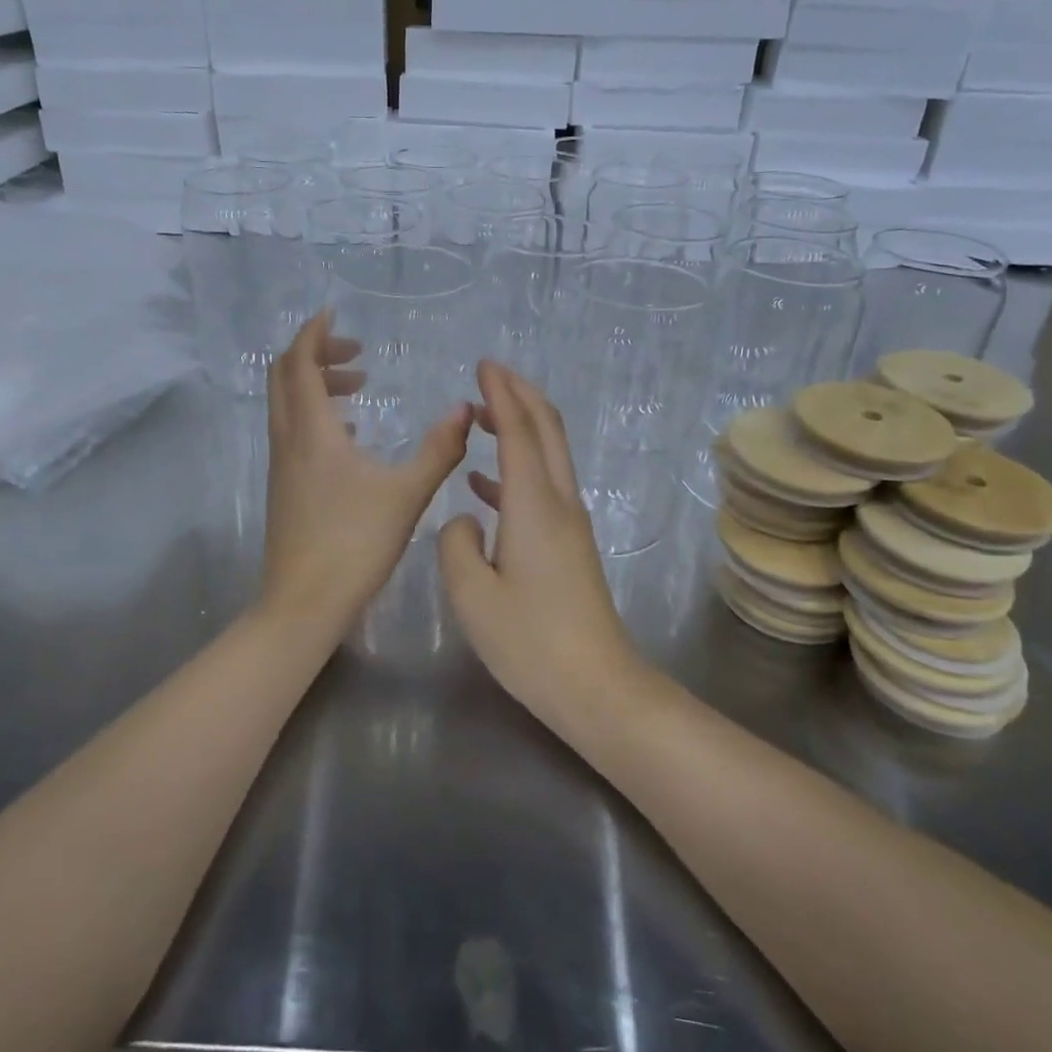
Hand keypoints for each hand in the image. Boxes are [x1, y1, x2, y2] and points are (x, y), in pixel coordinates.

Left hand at [260, 313, 472, 642]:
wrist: (304, 604)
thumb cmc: (355, 545)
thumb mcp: (407, 494)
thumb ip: (438, 449)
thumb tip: (465, 409)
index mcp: (312, 432)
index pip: (299, 363)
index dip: (314, 333)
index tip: (334, 314)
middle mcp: (289, 441)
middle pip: (285, 377)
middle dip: (315, 354)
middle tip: (355, 352)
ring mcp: (282, 466)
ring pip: (287, 405)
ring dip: (316, 385)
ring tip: (359, 388)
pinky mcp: (285, 488)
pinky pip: (294, 431)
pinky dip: (316, 415)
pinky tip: (351, 435)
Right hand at [438, 361, 642, 731]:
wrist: (596, 686)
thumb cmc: (530, 642)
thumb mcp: (471, 595)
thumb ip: (455, 544)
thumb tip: (464, 519)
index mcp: (533, 505)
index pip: (518, 430)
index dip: (501, 393)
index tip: (483, 365)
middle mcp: (559, 503)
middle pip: (546, 430)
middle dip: (520, 395)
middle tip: (489, 375)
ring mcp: (571, 524)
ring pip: (548, 456)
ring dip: (520, 428)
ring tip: (482, 418)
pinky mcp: (571, 545)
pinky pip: (543, 487)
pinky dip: (516, 470)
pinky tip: (483, 485)